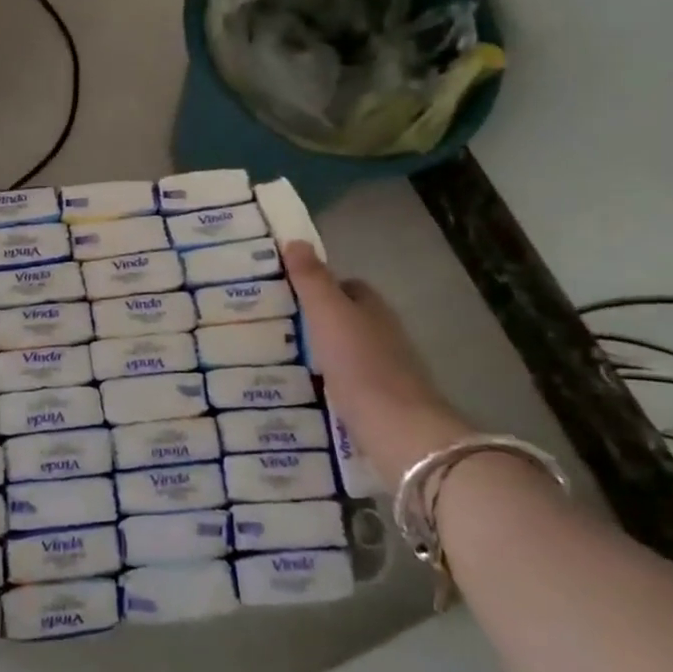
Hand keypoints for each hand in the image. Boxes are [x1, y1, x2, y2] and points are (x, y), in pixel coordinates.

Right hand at [282, 240, 467, 480]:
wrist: (398, 431)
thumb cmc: (360, 364)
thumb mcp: (328, 313)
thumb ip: (312, 279)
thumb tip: (295, 240)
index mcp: (373, 308)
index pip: (346, 286)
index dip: (318, 285)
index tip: (284, 292)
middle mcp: (384, 334)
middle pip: (347, 318)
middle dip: (317, 320)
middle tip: (274, 326)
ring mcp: (385, 371)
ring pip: (346, 351)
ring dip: (321, 353)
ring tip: (280, 358)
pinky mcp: (380, 403)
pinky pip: (347, 383)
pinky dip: (328, 382)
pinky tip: (304, 390)